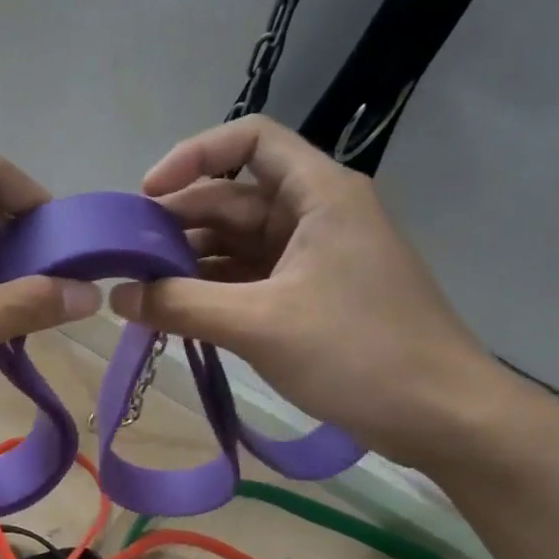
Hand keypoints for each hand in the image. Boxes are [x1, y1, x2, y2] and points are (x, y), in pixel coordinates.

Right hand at [109, 116, 515, 466]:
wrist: (441, 416)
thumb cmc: (359, 353)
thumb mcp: (260, 324)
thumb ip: (181, 305)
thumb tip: (116, 295)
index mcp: (319, 195)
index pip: (250, 141)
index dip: (194, 155)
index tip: (147, 195)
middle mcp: (315, 214)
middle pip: (233, 197)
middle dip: (178, 222)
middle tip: (126, 257)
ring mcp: (313, 258)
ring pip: (236, 243)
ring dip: (190, 262)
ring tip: (140, 290)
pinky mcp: (309, 296)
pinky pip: (248, 279)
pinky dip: (212, 291)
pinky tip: (175, 313)